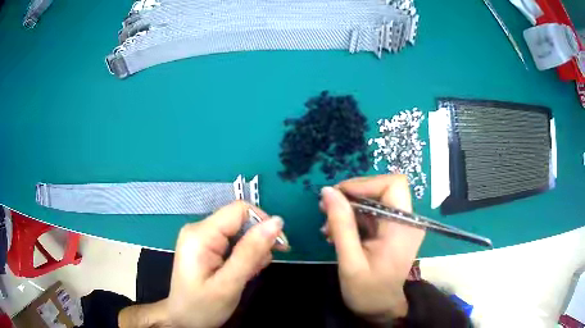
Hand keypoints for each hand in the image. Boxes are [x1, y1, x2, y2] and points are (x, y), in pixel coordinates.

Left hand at [166, 201, 285, 327]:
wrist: (183, 320)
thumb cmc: (202, 306)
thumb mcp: (229, 284)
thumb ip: (251, 252)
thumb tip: (277, 222)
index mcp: (200, 234)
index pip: (239, 210)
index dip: (263, 223)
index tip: (278, 247)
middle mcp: (199, 229)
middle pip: (240, 221)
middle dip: (257, 242)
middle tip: (259, 267)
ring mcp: (201, 237)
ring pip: (239, 232)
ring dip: (251, 251)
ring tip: (248, 274)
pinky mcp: (205, 247)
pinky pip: (232, 242)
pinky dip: (243, 256)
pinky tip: (241, 272)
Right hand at [320, 175, 424, 323]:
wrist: (380, 308)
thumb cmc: (368, 291)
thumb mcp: (350, 261)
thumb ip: (341, 225)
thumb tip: (328, 191)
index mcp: (403, 227)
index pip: (393, 184)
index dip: (365, 184)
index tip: (338, 195)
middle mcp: (407, 221)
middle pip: (382, 189)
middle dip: (353, 195)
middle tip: (325, 207)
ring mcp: (400, 225)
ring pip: (374, 200)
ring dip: (349, 208)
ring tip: (327, 226)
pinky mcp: (391, 231)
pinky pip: (372, 214)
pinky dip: (352, 218)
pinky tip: (336, 233)